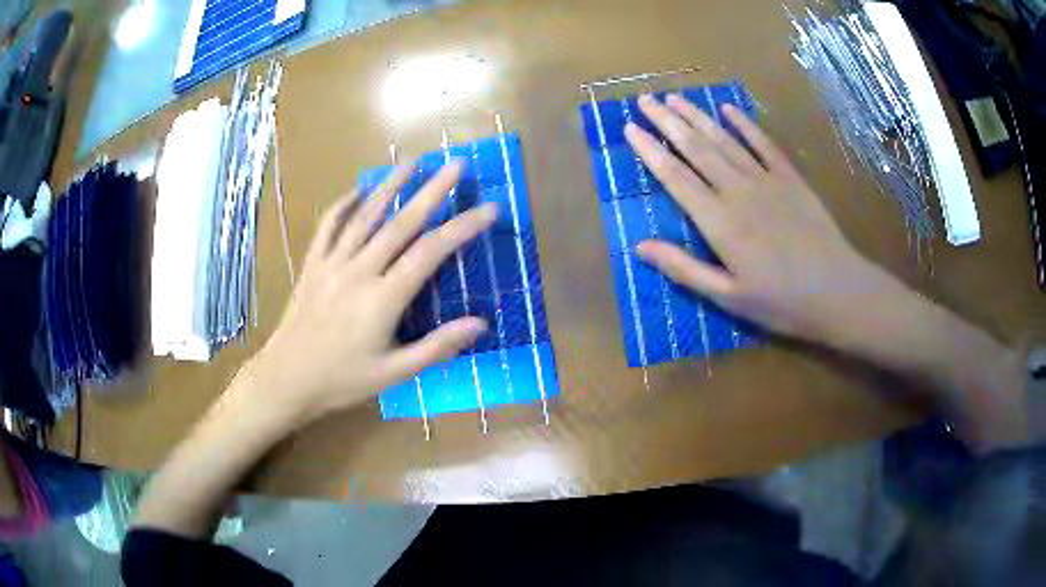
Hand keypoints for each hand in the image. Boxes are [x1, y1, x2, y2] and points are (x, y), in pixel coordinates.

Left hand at [248, 161, 494, 425]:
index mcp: (382, 298)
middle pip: (401, 223)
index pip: (430, 253)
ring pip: (364, 216)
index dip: (462, 228)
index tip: (488, 209)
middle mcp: (358, 271)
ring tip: (412, 161)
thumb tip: (480, 324)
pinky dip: (343, 205)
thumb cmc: (342, 380)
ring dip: (390, 185)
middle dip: (432, 191)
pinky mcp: (312, 264)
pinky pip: (328, 226)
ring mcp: (331, 263)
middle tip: (456, 165)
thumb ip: (437, 347)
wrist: (287, 379)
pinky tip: (357, 190)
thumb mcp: (394, 374)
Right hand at [625, 93, 899, 344]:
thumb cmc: (781, 302)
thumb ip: (684, 269)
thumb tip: (639, 247)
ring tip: (674, 97)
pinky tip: (728, 109)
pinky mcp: (791, 178)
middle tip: (644, 100)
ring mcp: (767, 180)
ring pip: (725, 140)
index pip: (676, 177)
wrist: (837, 291)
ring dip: (698, 116)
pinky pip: (763, 144)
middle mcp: (738, 191)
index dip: (650, 151)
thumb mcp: (728, 298)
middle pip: (696, 149)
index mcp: (719, 222)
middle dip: (667, 121)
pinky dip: (745, 125)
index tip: (629, 128)